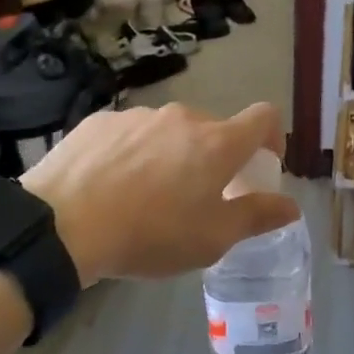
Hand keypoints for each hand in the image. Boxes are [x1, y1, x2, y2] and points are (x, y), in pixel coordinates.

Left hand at [22, 102, 299, 285]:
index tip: (262, 166)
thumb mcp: (212, 238)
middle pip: (213, 128)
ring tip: (148, 196)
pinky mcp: (101, 121)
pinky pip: (131, 133)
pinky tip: (111, 186)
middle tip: (199, 195)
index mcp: (217, 142)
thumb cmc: (151, 234)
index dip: (272, 137)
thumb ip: (256, 216)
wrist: (62, 224)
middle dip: (216, 157)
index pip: (264, 117)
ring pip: (169, 131)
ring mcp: (138, 115)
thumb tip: (290, 206)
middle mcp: (182, 117)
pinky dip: (134, 153)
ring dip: (172, 155)